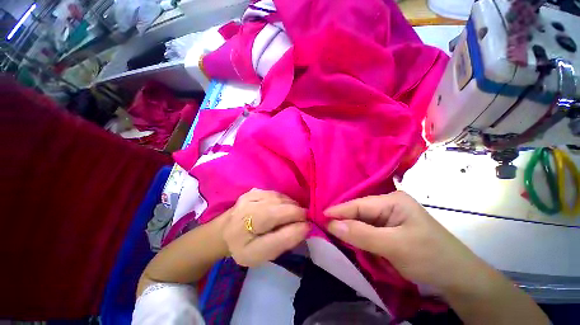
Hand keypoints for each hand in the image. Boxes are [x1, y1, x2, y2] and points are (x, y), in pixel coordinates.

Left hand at [223, 188, 308, 266]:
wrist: (224, 233)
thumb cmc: (244, 247)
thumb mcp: (262, 254)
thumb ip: (285, 241)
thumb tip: (306, 226)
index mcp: (249, 227)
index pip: (281, 220)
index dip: (298, 221)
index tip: (306, 226)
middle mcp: (249, 206)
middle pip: (282, 205)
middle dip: (296, 212)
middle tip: (300, 221)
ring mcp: (250, 196)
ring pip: (280, 197)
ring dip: (291, 205)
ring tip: (292, 214)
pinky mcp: (253, 191)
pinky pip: (275, 193)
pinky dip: (283, 200)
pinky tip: (282, 207)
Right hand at [325, 191, 482, 293]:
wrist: (460, 280)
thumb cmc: (430, 258)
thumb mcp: (394, 246)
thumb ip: (360, 234)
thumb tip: (331, 224)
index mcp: (393, 200)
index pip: (359, 204)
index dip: (338, 211)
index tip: (320, 216)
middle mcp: (390, 205)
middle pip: (359, 212)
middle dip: (343, 220)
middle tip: (323, 226)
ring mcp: (390, 218)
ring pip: (363, 222)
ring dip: (350, 229)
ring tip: (332, 232)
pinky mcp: (391, 230)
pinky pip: (369, 231)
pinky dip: (359, 237)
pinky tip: (350, 239)